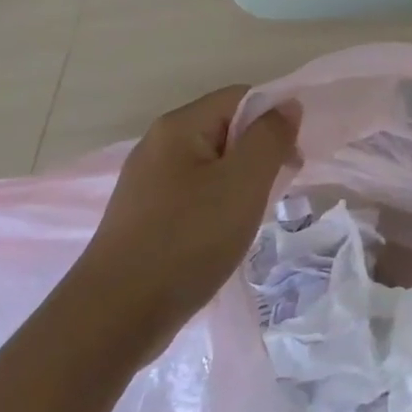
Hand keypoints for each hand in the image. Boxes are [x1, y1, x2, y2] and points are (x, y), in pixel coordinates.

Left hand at [77, 85, 298, 329]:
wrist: (118, 314)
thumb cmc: (189, 240)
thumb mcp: (243, 183)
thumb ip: (270, 137)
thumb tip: (288, 104)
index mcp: (179, 126)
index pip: (241, 97)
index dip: (274, 119)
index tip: (294, 159)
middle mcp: (158, 145)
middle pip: (226, 129)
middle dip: (260, 153)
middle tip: (278, 190)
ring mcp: (148, 181)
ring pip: (213, 164)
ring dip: (242, 183)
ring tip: (254, 216)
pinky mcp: (146, 215)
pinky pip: (196, 193)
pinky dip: (219, 205)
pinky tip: (226, 234)